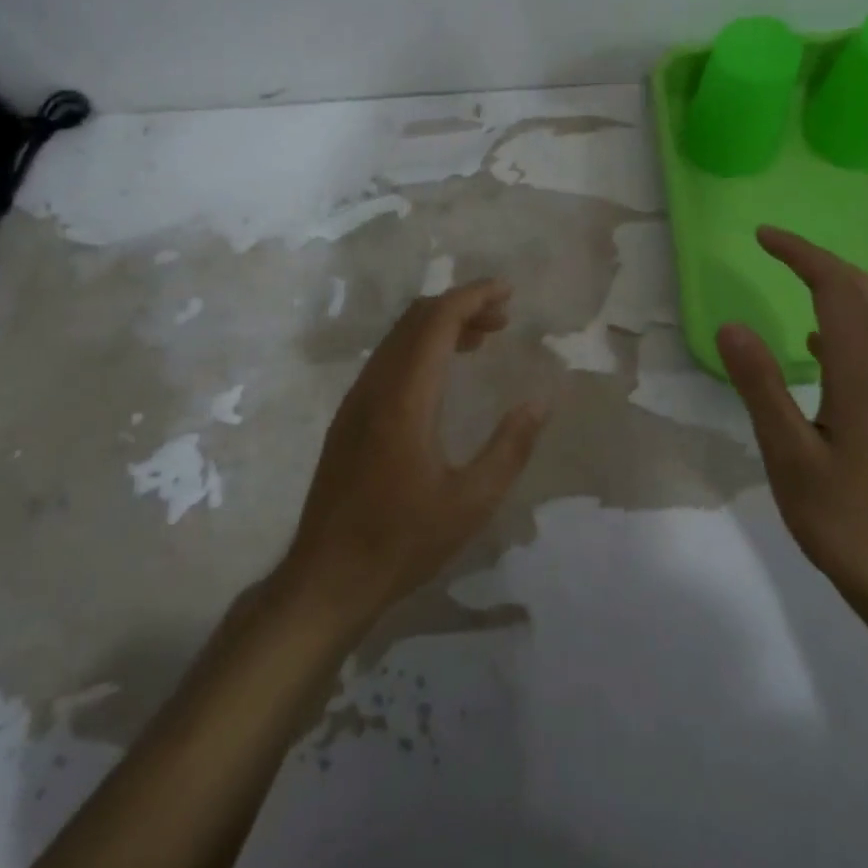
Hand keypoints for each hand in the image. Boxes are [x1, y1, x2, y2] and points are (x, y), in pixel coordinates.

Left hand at [283, 279, 546, 625]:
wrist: (327, 576)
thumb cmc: (402, 541)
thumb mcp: (471, 502)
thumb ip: (510, 448)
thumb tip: (539, 401)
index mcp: (404, 398)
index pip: (436, 321)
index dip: (472, 297)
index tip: (507, 291)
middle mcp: (375, 386)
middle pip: (415, 320)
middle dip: (460, 306)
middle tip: (502, 318)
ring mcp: (356, 401)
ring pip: (398, 338)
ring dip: (439, 327)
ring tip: (481, 340)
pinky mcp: (349, 418)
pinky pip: (387, 361)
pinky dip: (420, 349)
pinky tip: (443, 377)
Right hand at [716, 226, 867, 623]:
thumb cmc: (845, 520)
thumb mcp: (789, 454)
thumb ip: (760, 386)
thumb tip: (732, 325)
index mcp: (861, 374)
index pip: (836, 289)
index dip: (801, 254)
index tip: (762, 236)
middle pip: (865, 293)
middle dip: (821, 260)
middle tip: (775, 250)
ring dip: (834, 287)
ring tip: (791, 280)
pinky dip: (840, 323)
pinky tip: (812, 348)